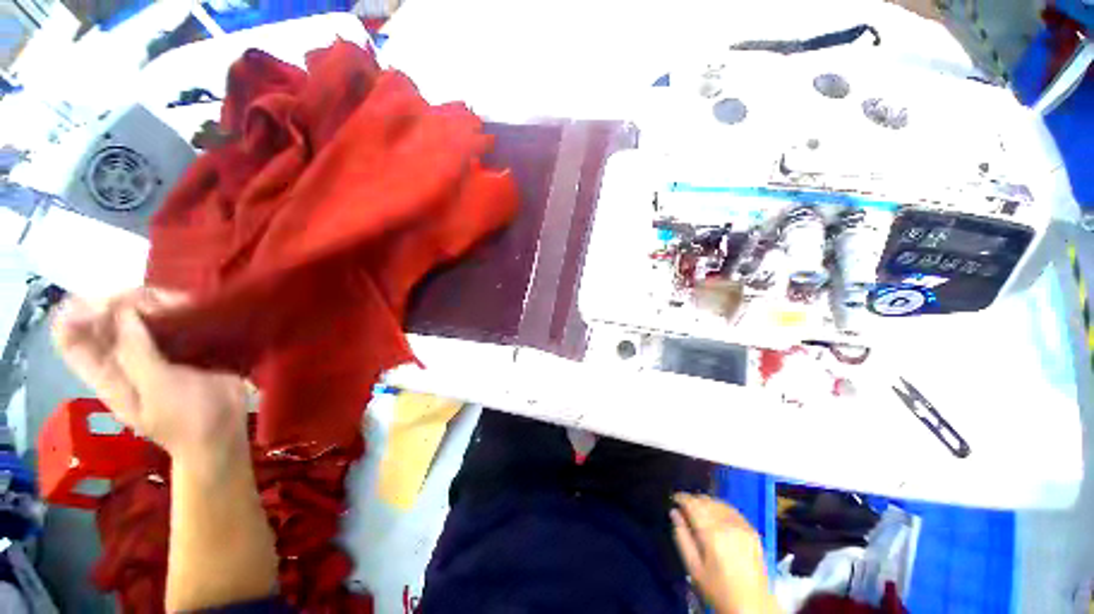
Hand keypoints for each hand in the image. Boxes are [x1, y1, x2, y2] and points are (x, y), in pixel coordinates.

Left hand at [53, 288, 248, 467]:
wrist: (223, 431)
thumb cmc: (186, 418)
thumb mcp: (157, 389)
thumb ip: (136, 352)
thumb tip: (126, 310)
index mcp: (104, 372)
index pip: (70, 334)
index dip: (78, 312)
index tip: (107, 303)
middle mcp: (121, 358)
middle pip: (105, 317)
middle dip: (124, 301)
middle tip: (155, 300)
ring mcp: (151, 353)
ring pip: (138, 314)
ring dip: (153, 302)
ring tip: (180, 303)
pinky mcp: (179, 349)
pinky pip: (167, 320)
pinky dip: (175, 308)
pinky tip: (191, 306)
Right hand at [672, 493, 779, 613]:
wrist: (752, 607)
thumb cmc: (718, 590)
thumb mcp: (693, 568)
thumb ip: (682, 537)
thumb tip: (674, 512)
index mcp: (712, 534)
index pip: (693, 504)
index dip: (681, 497)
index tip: (674, 498)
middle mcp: (728, 525)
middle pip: (706, 501)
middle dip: (693, 500)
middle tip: (684, 508)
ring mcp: (743, 527)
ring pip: (719, 503)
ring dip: (707, 503)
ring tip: (699, 512)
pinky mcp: (753, 531)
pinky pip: (733, 511)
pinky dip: (721, 509)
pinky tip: (717, 517)